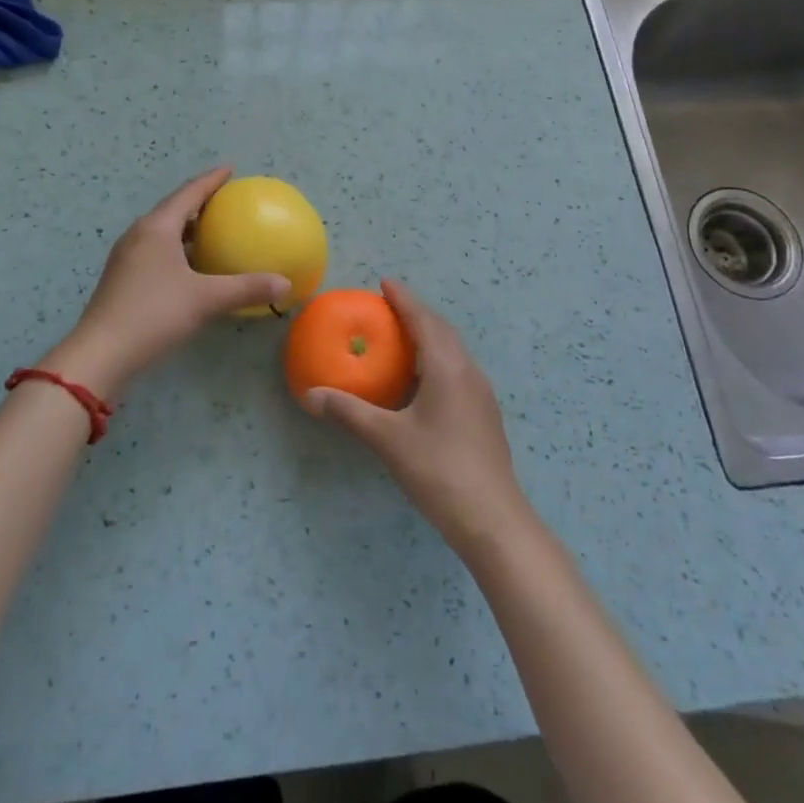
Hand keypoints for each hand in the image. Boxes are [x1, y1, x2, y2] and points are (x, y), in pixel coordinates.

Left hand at [52, 167, 290, 395]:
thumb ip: (246, 288)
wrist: (101, 353)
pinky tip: (192, 266)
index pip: (189, 193)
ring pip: (163, 231)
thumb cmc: (154, 314)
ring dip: (187, 227)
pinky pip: (156, 249)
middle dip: (199, 202)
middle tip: (226, 201)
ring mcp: (127, 256)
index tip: (230, 169)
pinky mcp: (123, 277)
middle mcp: (139, 234)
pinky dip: (177, 248)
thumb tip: (285, 283)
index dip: (211, 179)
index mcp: (157, 228)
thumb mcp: (205, 299)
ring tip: (213, 230)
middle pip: (174, 208)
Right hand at [305, 280, 528, 558]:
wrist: (493, 520)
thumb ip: (349, 412)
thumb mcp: (388, 439)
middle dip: (416, 314)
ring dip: (429, 337)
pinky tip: (422, 381)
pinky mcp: (484, 415)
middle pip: (442, 331)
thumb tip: (310, 395)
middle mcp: (468, 372)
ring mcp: (481, 394)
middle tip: (388, 307)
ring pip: (453, 351)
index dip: (403, 299)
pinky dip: (437, 360)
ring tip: (402, 338)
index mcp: (448, 367)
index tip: (385, 283)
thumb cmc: (439, 470)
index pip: (423, 320)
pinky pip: (458, 371)